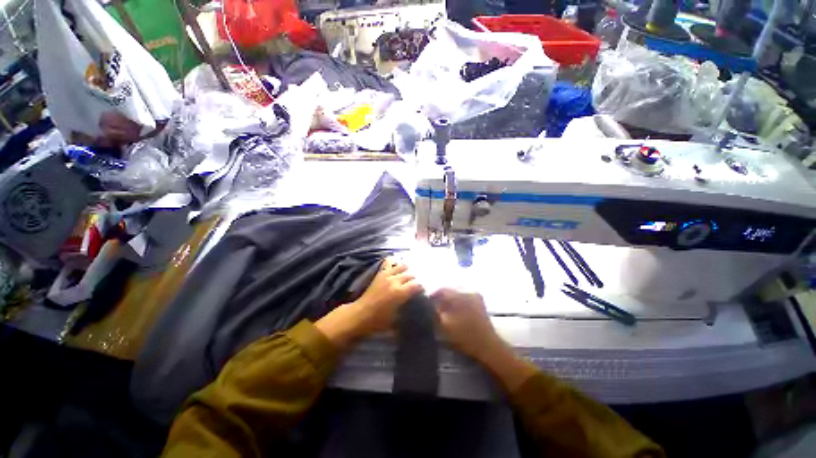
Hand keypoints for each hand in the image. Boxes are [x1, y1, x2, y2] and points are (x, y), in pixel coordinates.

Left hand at [315, 258, 422, 348]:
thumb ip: (407, 308)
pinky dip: (394, 262)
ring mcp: (387, 275)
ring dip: (407, 270)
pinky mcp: (380, 273)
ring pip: (403, 266)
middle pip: (411, 274)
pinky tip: (397, 266)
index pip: (417, 284)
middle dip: (416, 279)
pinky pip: (389, 262)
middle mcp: (395, 281)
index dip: (422, 287)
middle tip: (416, 284)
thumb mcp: (396, 319)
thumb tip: (415, 304)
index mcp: (400, 293)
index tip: (423, 291)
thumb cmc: (378, 320)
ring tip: (408, 276)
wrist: (360, 314)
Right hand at [432, 288, 536, 392]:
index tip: (426, 302)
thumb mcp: (444, 325)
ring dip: (449, 299)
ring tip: (443, 309)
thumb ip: (434, 312)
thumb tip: (427, 303)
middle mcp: (468, 290)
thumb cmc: (464, 336)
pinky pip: (464, 297)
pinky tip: (454, 311)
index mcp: (460, 295)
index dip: (432, 295)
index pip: (441, 289)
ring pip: (457, 293)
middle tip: (433, 306)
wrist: (488, 347)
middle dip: (440, 296)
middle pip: (449, 289)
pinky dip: (457, 301)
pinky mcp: (479, 302)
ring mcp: (475, 295)